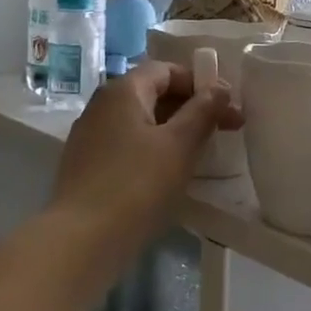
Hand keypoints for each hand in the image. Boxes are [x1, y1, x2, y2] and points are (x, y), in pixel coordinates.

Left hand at [51, 62, 237, 267]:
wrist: (82, 240)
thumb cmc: (137, 185)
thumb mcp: (180, 145)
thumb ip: (203, 111)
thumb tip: (219, 87)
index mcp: (123, 90)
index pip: (167, 70)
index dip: (201, 83)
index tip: (228, 107)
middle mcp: (101, 105)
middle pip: (153, 93)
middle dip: (191, 108)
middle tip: (223, 131)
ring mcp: (90, 135)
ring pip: (141, 121)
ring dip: (173, 130)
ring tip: (201, 153)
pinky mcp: (87, 165)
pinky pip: (127, 144)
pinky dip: (153, 149)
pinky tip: (169, 173)